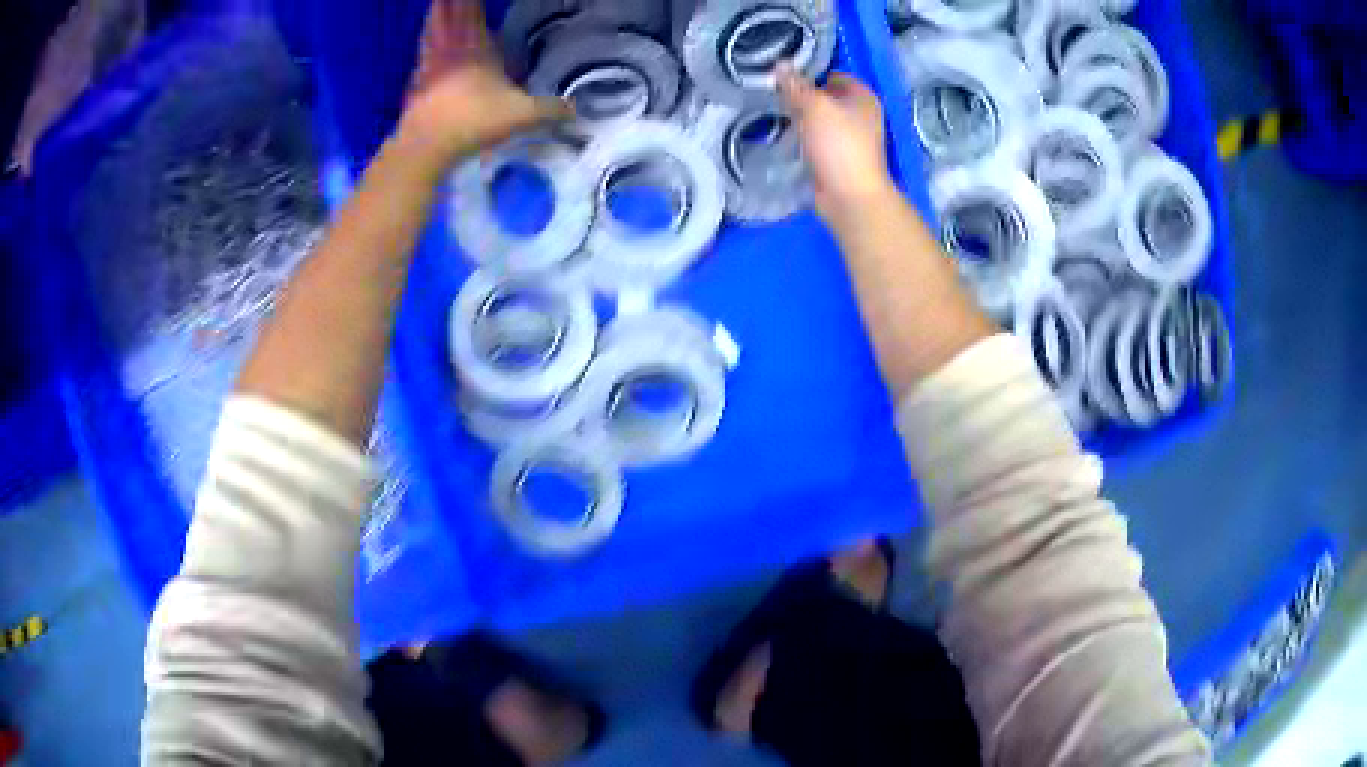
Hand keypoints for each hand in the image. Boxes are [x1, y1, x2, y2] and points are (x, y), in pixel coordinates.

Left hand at [396, 0, 568, 170]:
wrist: (427, 145)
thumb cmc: (474, 120)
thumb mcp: (522, 115)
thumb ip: (550, 110)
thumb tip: (577, 110)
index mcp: (477, 46)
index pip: (473, 12)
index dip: (470, 2)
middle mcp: (452, 48)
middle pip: (450, 15)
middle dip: (451, 3)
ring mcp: (430, 64)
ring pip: (433, 30)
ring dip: (435, 15)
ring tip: (435, 6)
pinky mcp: (415, 83)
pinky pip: (422, 53)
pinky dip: (424, 43)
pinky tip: (426, 46)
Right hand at [778, 66, 897, 221]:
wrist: (850, 195)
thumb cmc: (839, 144)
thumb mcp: (815, 106)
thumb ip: (796, 85)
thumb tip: (780, 65)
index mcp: (864, 97)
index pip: (834, 75)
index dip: (810, 73)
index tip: (783, 77)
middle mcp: (861, 114)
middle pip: (826, 97)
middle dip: (802, 96)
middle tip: (774, 94)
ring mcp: (851, 138)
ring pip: (820, 119)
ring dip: (800, 117)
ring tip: (774, 113)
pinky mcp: (838, 157)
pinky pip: (817, 139)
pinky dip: (803, 137)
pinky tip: (783, 136)